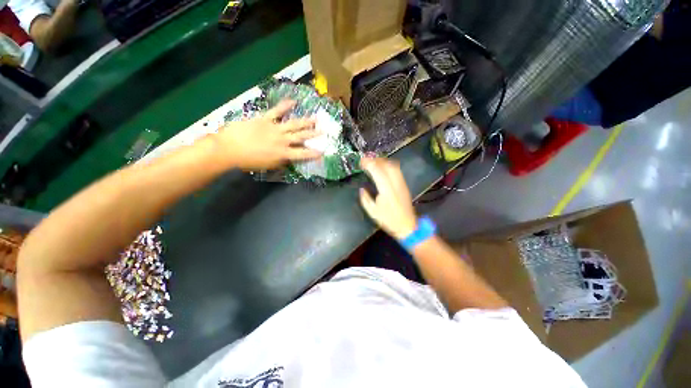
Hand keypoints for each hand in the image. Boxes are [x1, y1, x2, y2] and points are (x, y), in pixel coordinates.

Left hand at [215, 100, 321, 169]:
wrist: (229, 148)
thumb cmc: (248, 161)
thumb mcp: (268, 165)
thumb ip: (281, 161)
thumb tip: (289, 158)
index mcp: (283, 154)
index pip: (302, 154)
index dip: (313, 153)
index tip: (322, 152)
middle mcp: (283, 140)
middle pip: (301, 137)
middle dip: (313, 135)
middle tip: (324, 132)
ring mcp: (274, 128)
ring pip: (294, 124)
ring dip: (306, 122)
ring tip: (315, 118)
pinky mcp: (265, 119)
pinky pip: (277, 111)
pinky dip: (285, 106)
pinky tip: (293, 101)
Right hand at [359, 157, 417, 238]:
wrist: (407, 226)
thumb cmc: (389, 220)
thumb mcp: (373, 212)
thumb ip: (365, 199)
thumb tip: (362, 189)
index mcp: (386, 189)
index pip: (377, 171)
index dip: (369, 164)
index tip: (361, 161)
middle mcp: (395, 183)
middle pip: (387, 164)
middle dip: (376, 160)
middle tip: (366, 160)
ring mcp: (401, 183)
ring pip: (394, 166)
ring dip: (383, 161)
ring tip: (374, 162)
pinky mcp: (404, 185)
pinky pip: (397, 170)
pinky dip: (389, 165)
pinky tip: (383, 168)